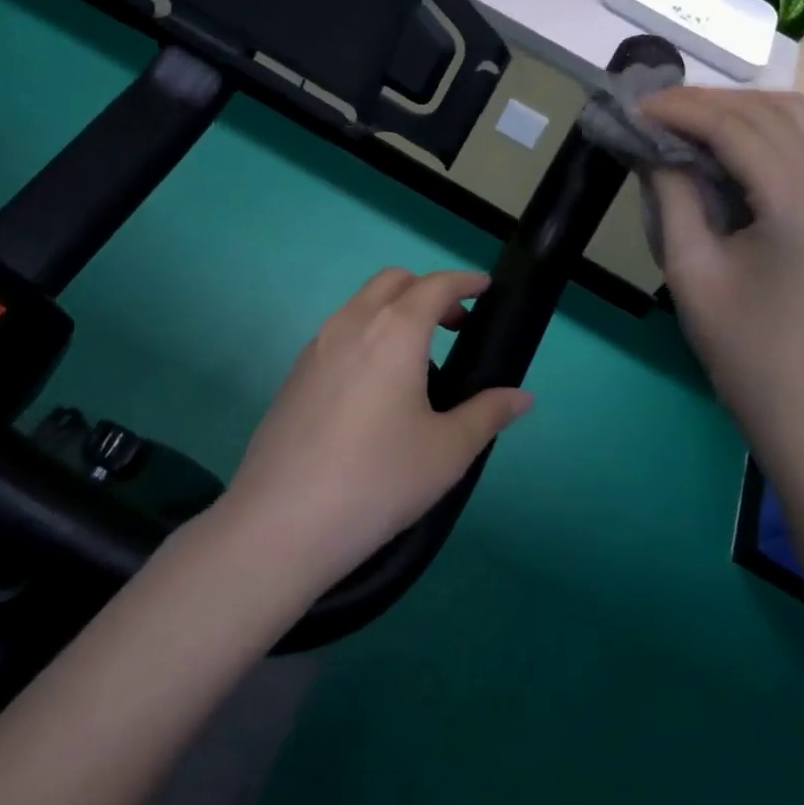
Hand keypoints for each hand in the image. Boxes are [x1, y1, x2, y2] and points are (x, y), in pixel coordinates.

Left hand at [219, 269, 532, 592]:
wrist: (281, 523)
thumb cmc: (379, 479)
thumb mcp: (447, 451)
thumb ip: (488, 414)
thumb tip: (522, 398)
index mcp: (394, 330)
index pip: (436, 284)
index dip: (465, 281)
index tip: (485, 288)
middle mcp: (352, 324)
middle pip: (393, 282)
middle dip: (428, 290)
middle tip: (454, 326)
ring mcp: (316, 347)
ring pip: (361, 305)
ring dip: (394, 313)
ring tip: (417, 363)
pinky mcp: (294, 375)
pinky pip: (339, 334)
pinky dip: (367, 336)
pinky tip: (375, 390)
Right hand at [642, 89, 803, 420]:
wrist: (791, 392)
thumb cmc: (733, 338)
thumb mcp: (688, 265)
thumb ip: (671, 193)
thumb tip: (653, 144)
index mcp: (794, 205)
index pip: (735, 129)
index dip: (681, 109)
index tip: (634, 106)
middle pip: (767, 111)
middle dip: (705, 101)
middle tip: (651, 110)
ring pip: (789, 117)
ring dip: (733, 108)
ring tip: (681, 119)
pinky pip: (794, 144)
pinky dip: (752, 129)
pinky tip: (715, 143)